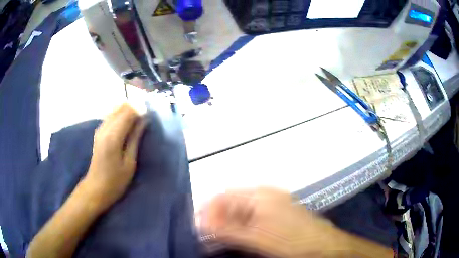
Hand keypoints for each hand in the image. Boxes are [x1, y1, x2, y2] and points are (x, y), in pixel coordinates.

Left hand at [83, 103, 146, 210]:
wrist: (96, 188)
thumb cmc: (115, 181)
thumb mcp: (129, 162)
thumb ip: (135, 138)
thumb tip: (144, 120)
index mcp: (113, 136)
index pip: (128, 112)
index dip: (140, 110)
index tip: (150, 116)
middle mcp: (104, 128)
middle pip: (121, 107)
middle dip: (134, 109)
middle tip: (144, 120)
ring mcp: (100, 128)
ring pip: (116, 109)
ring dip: (128, 112)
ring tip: (137, 123)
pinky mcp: (99, 131)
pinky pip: (111, 116)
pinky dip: (121, 116)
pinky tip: (127, 126)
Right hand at [199, 188, 342, 257]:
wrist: (321, 244)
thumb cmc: (291, 240)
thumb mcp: (257, 238)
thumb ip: (228, 231)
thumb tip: (202, 224)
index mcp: (259, 195)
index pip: (224, 196)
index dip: (208, 210)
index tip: (198, 226)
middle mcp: (264, 195)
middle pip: (231, 203)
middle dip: (217, 218)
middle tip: (207, 236)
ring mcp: (272, 204)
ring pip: (241, 211)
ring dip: (228, 223)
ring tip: (219, 239)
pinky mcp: (277, 214)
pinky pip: (252, 217)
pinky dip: (241, 226)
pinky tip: (238, 237)